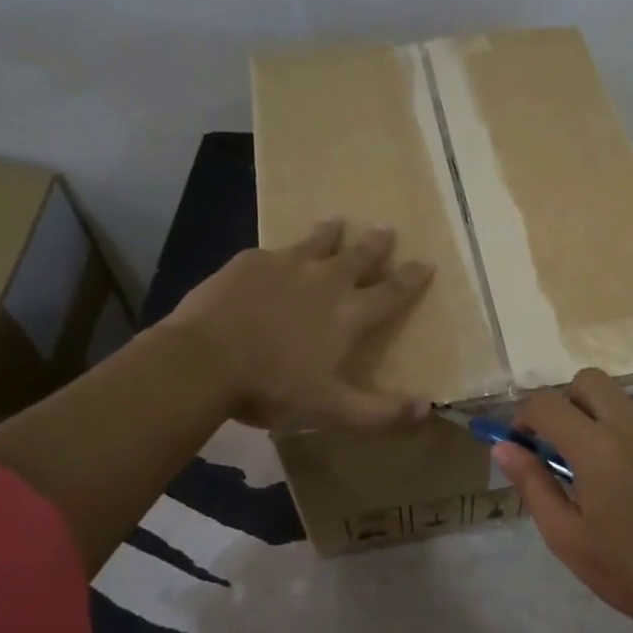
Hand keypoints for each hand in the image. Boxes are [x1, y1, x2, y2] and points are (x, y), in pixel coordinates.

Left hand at [163, 219, 433, 430]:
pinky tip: (277, 253)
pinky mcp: (251, 261)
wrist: (204, 360)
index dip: (411, 277)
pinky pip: (274, 251)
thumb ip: (381, 411)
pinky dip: (283, 251)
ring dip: (331, 232)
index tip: (426, 262)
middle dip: (377, 244)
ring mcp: (287, 265)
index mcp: (350, 314)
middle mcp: (326, 280)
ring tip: (337, 221)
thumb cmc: (273, 387)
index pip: (392, 291)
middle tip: (387, 228)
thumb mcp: (332, 409)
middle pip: (359, 256)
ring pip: (317, 242)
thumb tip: (427, 407)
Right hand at [493, 368, 632, 632]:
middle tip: (568, 446)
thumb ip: (532, 484)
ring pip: (625, 406)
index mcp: (597, 448)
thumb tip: (503, 446)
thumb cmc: (629, 572)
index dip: (527, 416)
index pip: (547, 402)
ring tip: (616, 480)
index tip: (527, 443)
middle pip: (590, 381)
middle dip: (568, 402)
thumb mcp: (567, 537)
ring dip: (607, 426)